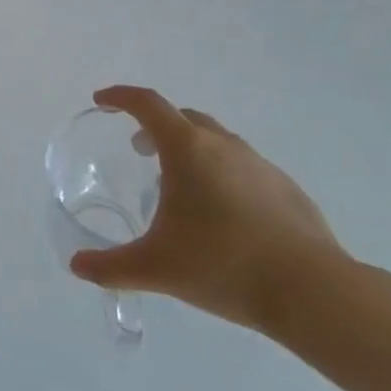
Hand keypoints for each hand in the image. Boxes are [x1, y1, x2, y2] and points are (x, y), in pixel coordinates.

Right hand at [69, 86, 346, 333]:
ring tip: (181, 188)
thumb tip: (78, 266)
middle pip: (182, 117)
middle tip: (139, 150)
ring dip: (191, 151)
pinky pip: (244, 168)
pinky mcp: (287, 189)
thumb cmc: (223, 265)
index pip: (146, 104)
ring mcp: (260, 165)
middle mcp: (223, 145)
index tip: (102, 102)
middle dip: (155, 126)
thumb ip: (111, 266)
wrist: (313, 292)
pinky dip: (223, 175)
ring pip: (216, 141)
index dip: (120, 97)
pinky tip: (224, 216)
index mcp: (187, 148)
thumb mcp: (156, 267)